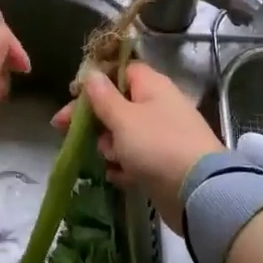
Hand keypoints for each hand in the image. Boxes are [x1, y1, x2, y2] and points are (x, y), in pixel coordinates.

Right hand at [51, 63, 221, 233]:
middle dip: (94, 118)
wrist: (198, 192)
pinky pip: (136, 158)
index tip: (73, 94)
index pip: (121, 70)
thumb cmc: (156, 146)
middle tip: (64, 129)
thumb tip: (92, 74)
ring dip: (110, 145)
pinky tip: (118, 176)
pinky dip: (125, 166)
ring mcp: (164, 135)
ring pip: (125, 133)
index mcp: (152, 86)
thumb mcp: (123, 119)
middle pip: (119, 103)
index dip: (96, 80)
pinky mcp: (165, 163)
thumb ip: (103, 97)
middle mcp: (159, 106)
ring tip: (111, 158)